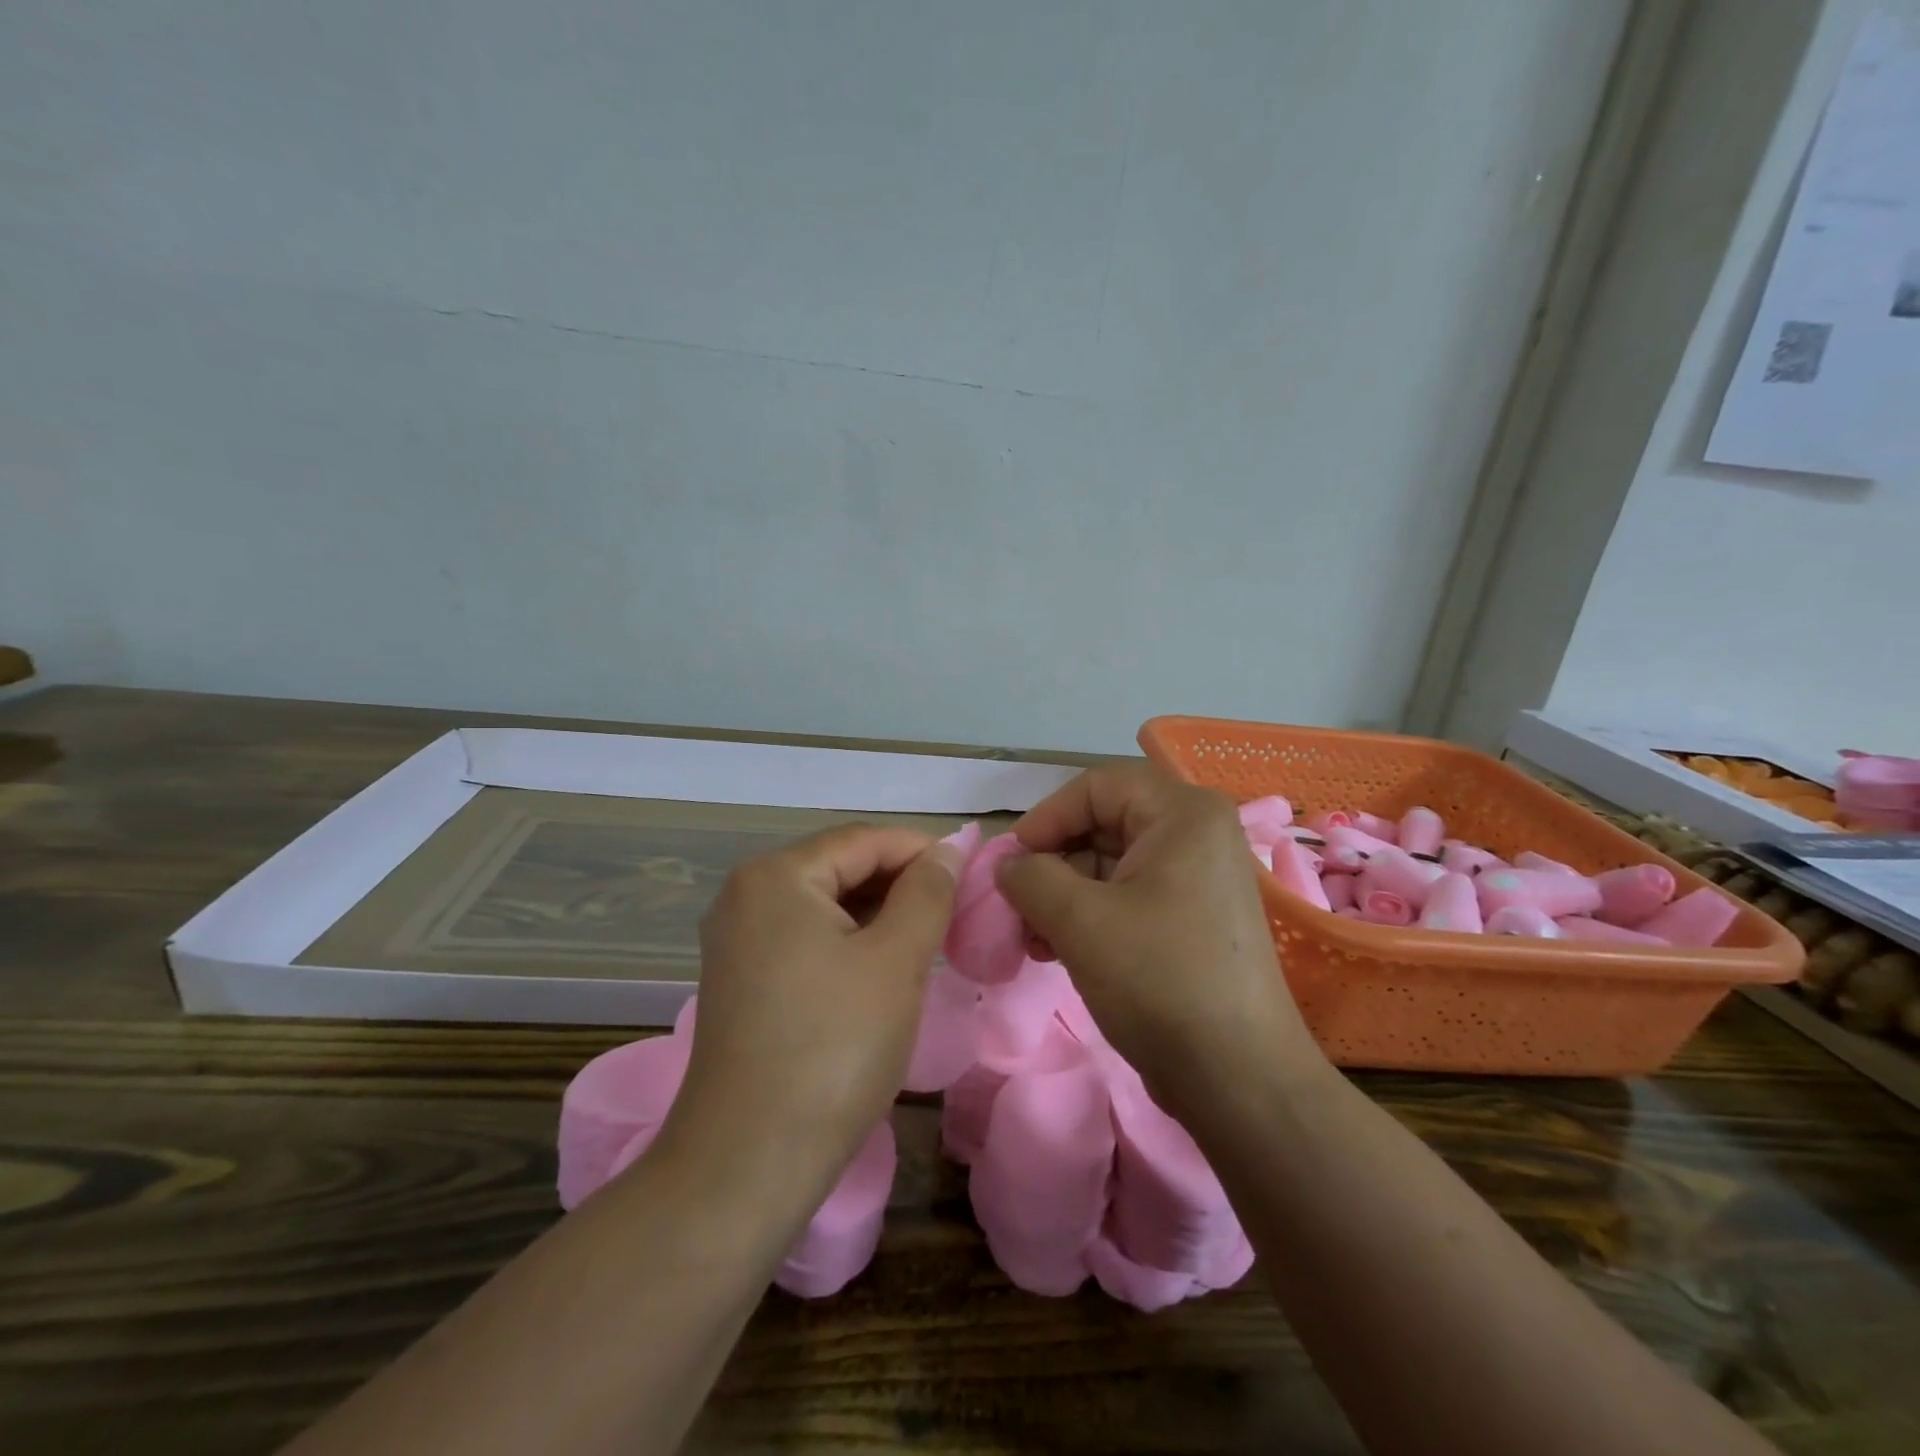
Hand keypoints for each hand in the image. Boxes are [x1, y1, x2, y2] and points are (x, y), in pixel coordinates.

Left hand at [664, 824, 962, 1199]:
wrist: (749, 1162)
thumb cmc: (834, 1048)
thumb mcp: (896, 961)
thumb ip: (927, 893)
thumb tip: (948, 850)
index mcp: (776, 876)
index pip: (864, 839)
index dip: (923, 850)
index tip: (973, 874)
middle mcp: (746, 894)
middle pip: (840, 867)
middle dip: (902, 882)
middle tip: (957, 910)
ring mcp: (738, 938)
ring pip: (825, 904)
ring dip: (879, 913)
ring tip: (930, 937)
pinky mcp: (741, 977)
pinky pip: (806, 936)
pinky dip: (849, 941)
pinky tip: (883, 965)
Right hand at [996, 763, 1324, 1113]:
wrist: (1238, 1079)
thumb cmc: (1159, 979)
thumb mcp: (1080, 920)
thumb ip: (1030, 878)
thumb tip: (1008, 867)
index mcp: (1183, 814)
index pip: (1096, 787)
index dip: (1046, 818)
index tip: (1011, 863)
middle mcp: (1197, 835)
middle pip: (1103, 824)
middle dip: (1051, 864)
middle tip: (1015, 906)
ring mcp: (1198, 879)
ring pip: (1111, 865)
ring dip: (1063, 895)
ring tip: (1031, 938)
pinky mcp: (1193, 920)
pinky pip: (1129, 897)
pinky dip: (1088, 916)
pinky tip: (1055, 950)